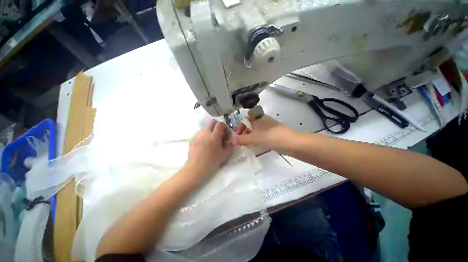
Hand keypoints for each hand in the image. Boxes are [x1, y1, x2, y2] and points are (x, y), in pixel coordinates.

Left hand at [183, 120, 232, 182]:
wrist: (195, 169)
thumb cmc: (211, 162)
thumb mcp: (224, 155)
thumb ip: (229, 145)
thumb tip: (230, 139)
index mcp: (214, 136)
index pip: (220, 124)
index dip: (224, 126)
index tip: (225, 132)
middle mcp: (205, 133)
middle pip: (211, 122)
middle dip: (216, 125)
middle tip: (218, 133)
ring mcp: (197, 135)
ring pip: (205, 127)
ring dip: (210, 130)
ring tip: (211, 139)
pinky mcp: (192, 138)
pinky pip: (200, 132)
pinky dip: (204, 134)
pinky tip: (204, 143)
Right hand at [234, 115, 293, 151]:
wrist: (291, 143)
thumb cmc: (270, 137)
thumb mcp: (254, 138)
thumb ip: (242, 139)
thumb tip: (231, 140)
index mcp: (258, 118)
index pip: (246, 119)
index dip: (241, 126)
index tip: (238, 135)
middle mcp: (264, 120)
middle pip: (251, 125)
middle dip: (246, 133)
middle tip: (243, 142)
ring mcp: (270, 127)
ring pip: (257, 130)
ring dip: (252, 137)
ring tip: (249, 145)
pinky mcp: (274, 133)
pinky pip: (263, 135)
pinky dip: (258, 139)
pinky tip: (258, 145)